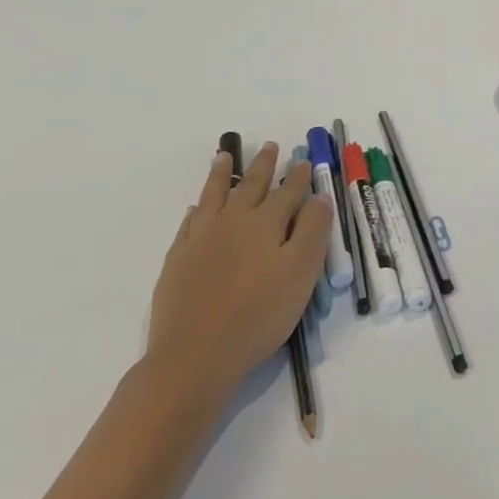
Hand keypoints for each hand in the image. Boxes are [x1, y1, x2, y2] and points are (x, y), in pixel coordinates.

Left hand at [145, 140, 331, 391]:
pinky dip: (197, 209)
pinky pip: (190, 222)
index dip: (297, 176)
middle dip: (263, 165)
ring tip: (225, 156)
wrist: (195, 352)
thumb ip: (313, 231)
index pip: (287, 192)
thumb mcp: (301, 272)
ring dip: (222, 174)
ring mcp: (202, 237)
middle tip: (270, 146)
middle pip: (251, 185)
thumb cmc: (259, 314)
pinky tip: (196, 207)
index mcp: (266, 223)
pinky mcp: (179, 258)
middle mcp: (234, 221)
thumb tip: (319, 197)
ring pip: (214, 195)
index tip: (303, 160)